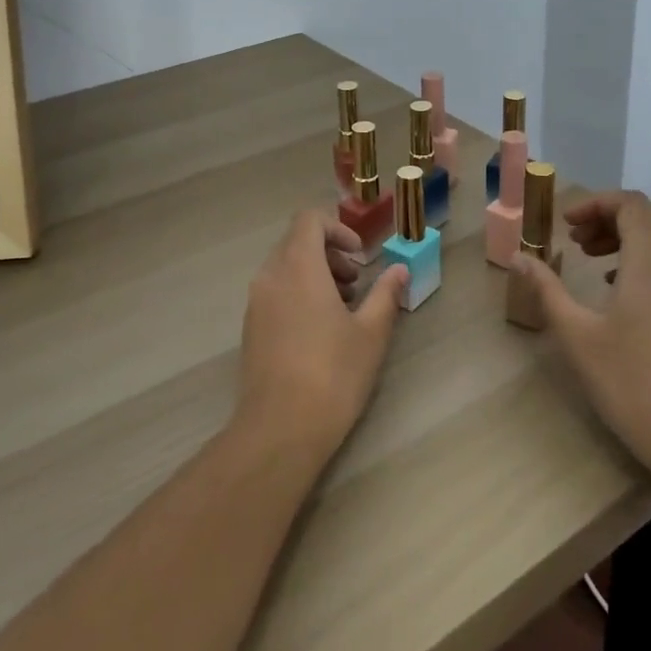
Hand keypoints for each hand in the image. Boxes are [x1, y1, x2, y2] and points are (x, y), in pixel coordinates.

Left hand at [236, 212, 406, 463]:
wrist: (280, 429)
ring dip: (315, 274)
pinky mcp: (251, 327)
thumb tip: (399, 270)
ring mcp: (256, 302)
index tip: (360, 256)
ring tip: (343, 308)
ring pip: (285, 267)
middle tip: (356, 283)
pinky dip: (298, 293)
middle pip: (297, 242)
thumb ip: (385, 294)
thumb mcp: (371, 333)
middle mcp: (271, 275)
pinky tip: (320, 330)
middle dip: (330, 253)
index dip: (338, 229)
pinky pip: (275, 291)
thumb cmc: (333, 374)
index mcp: (298, 266)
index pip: (309, 220)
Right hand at [510, 191, 650, 474]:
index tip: (566, 223)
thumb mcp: (577, 336)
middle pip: (647, 217)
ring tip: (589, 258)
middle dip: (607, 217)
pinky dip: (637, 260)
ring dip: (622, 237)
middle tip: (575, 238)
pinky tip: (614, 288)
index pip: (631, 205)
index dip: (597, 203)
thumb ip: (547, 291)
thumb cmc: (631, 382)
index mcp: (648, 264)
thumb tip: (518, 257)